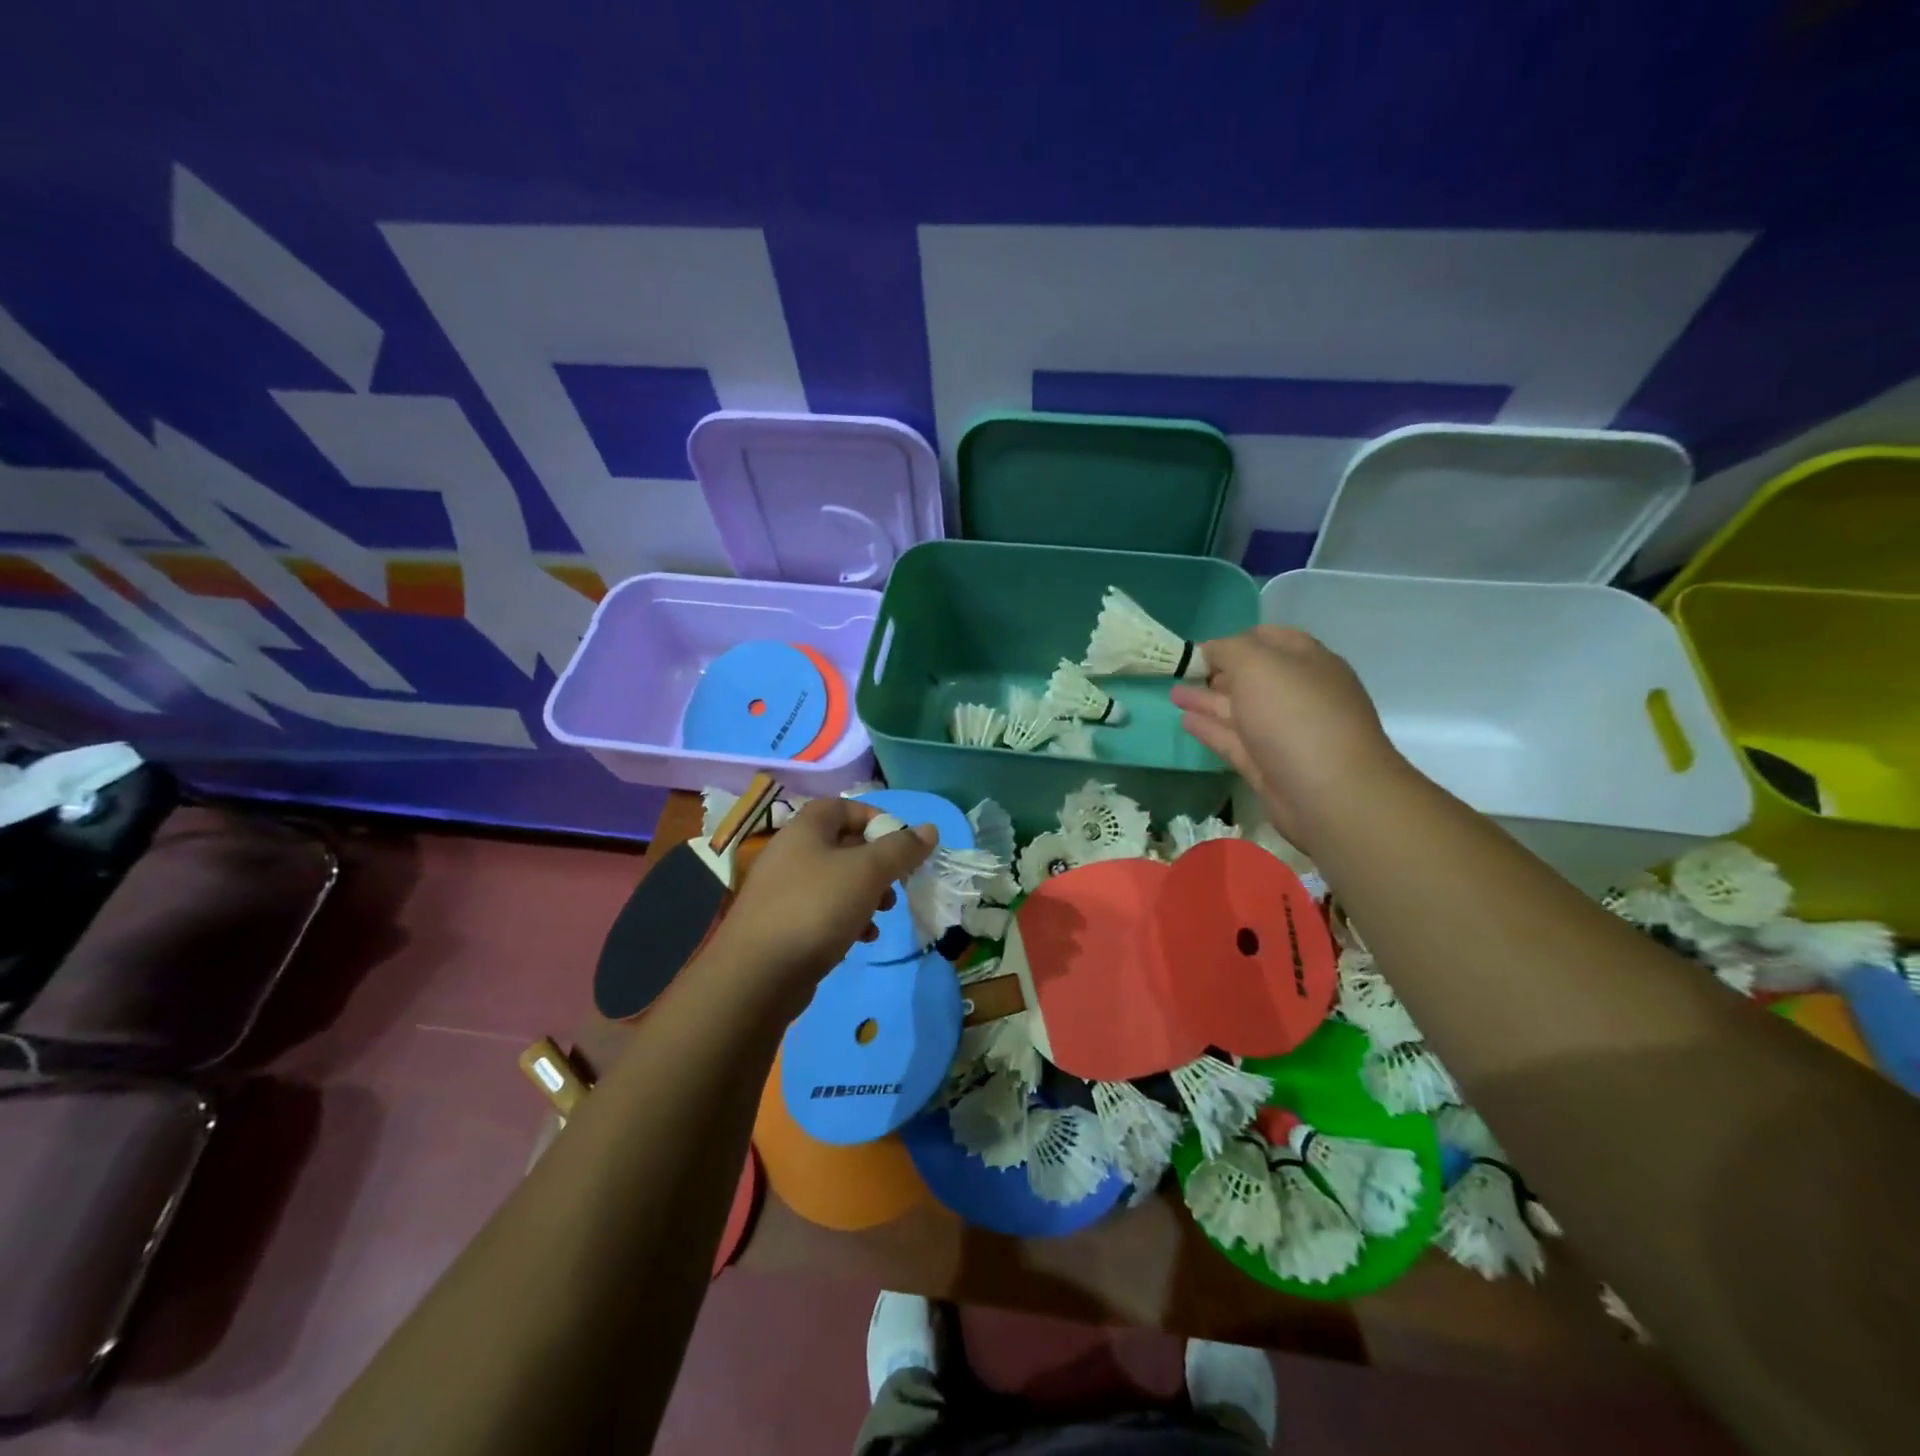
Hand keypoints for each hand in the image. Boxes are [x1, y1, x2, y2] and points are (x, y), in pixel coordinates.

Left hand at [706, 796, 936, 1004]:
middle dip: (877, 864)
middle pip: (843, 845)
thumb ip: (901, 849)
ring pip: (836, 881)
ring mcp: (784, 891)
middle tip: (897, 883)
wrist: (758, 974)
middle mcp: (791, 853)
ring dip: (866, 894)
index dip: (876, 819)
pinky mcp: (783, 924)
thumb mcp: (867, 872)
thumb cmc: (816, 908)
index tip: (903, 843)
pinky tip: (861, 939)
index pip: (844, 807)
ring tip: (883, 914)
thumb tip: (929, 829)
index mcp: (806, 829)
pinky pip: (822, 911)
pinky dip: (847, 919)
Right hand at [1172, 625, 1405, 853]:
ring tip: (1174, 694)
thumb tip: (1211, 651)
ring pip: (1240, 709)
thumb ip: (1228, 650)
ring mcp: (1284, 732)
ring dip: (1208, 700)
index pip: (1270, 639)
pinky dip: (1210, 729)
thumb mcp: (1258, 665)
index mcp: (1308, 662)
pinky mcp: (1269, 765)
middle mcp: (1299, 694)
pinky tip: (1185, 721)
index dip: (1235, 639)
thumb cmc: (1295, 715)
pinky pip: (1234, 740)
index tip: (1201, 647)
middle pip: (1254, 677)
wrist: (1329, 793)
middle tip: (1184, 672)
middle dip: (1220, 672)